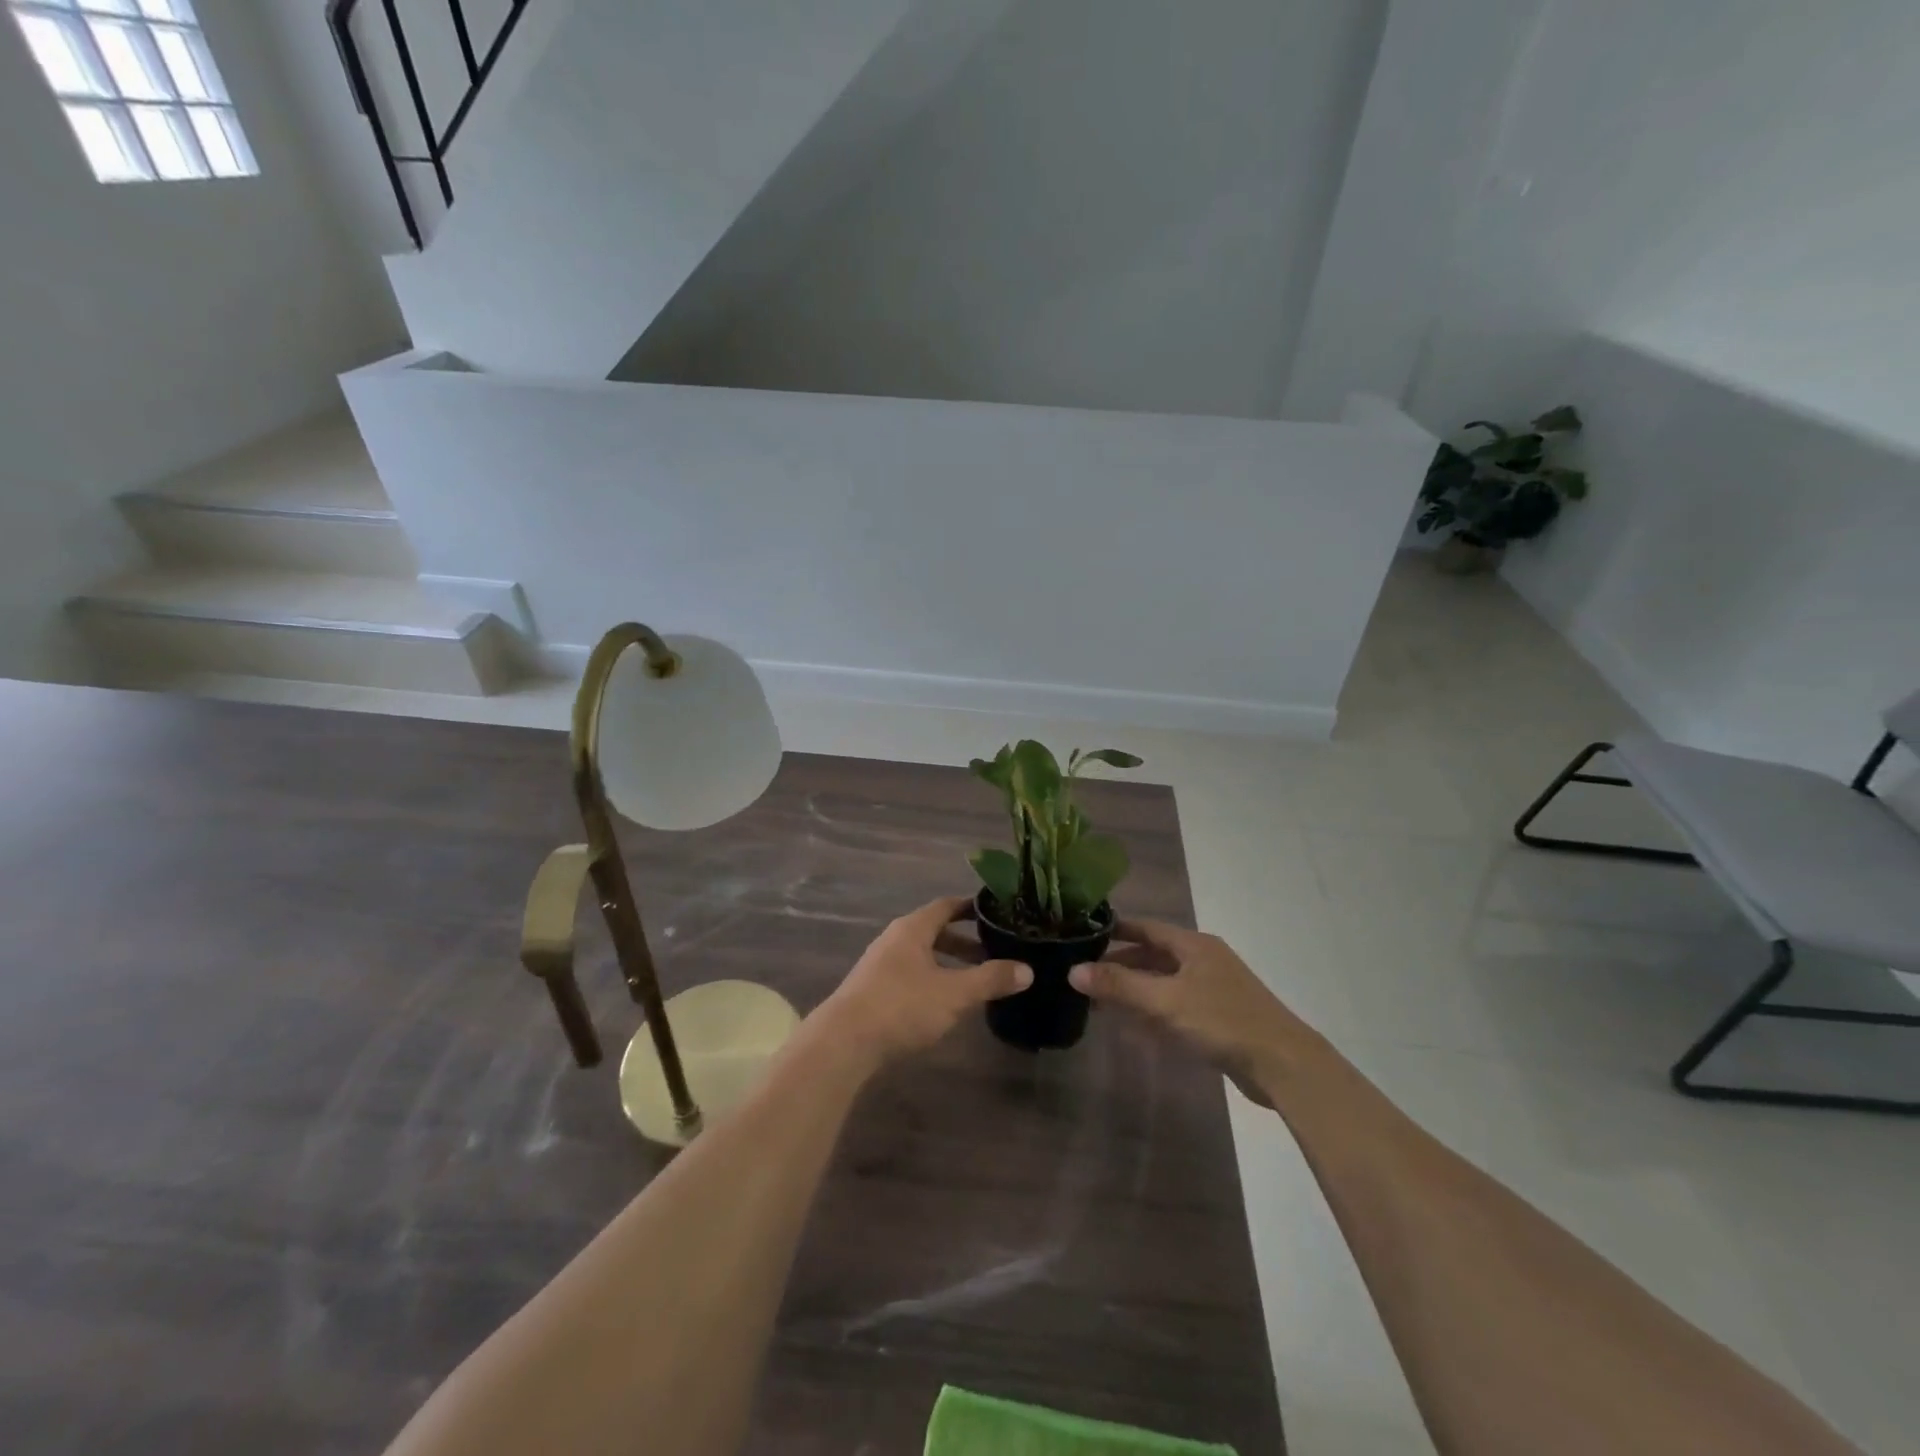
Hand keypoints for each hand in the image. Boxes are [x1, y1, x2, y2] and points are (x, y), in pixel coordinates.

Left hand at [811, 897, 1030, 1074]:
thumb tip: (1027, 969)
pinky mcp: (873, 991)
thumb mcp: (954, 993)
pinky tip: (945, 1004)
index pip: (946, 906)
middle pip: (935, 931)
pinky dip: (933, 981)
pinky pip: (911, 975)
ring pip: (923, 956)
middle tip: (994, 952)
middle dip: (965, 942)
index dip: (971, 907)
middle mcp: (894, 939)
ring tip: (975, 981)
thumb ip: (990, 979)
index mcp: (913, 929)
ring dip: (949, 964)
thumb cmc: (902, 1007)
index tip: (996, 912)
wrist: (843, 1043)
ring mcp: (880, 965)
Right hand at [1069, 919, 1311, 1105]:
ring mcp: (1213, 990)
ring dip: (1135, 990)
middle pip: (1153, 955)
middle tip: (1084, 975)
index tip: (1083, 934)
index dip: (1115, 929)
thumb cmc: (1222, 1021)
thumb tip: (1073, 970)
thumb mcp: (1165, 1001)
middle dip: (1120, 964)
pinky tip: (1134, 1027)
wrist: (1283, 1065)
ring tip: (1100, 1001)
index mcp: (1193, 945)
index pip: (1146, 927)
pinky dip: (1153, 1011)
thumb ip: (1119, 986)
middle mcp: (1203, 960)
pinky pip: (1176, 1006)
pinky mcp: (1219, 1018)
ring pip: (1164, 982)